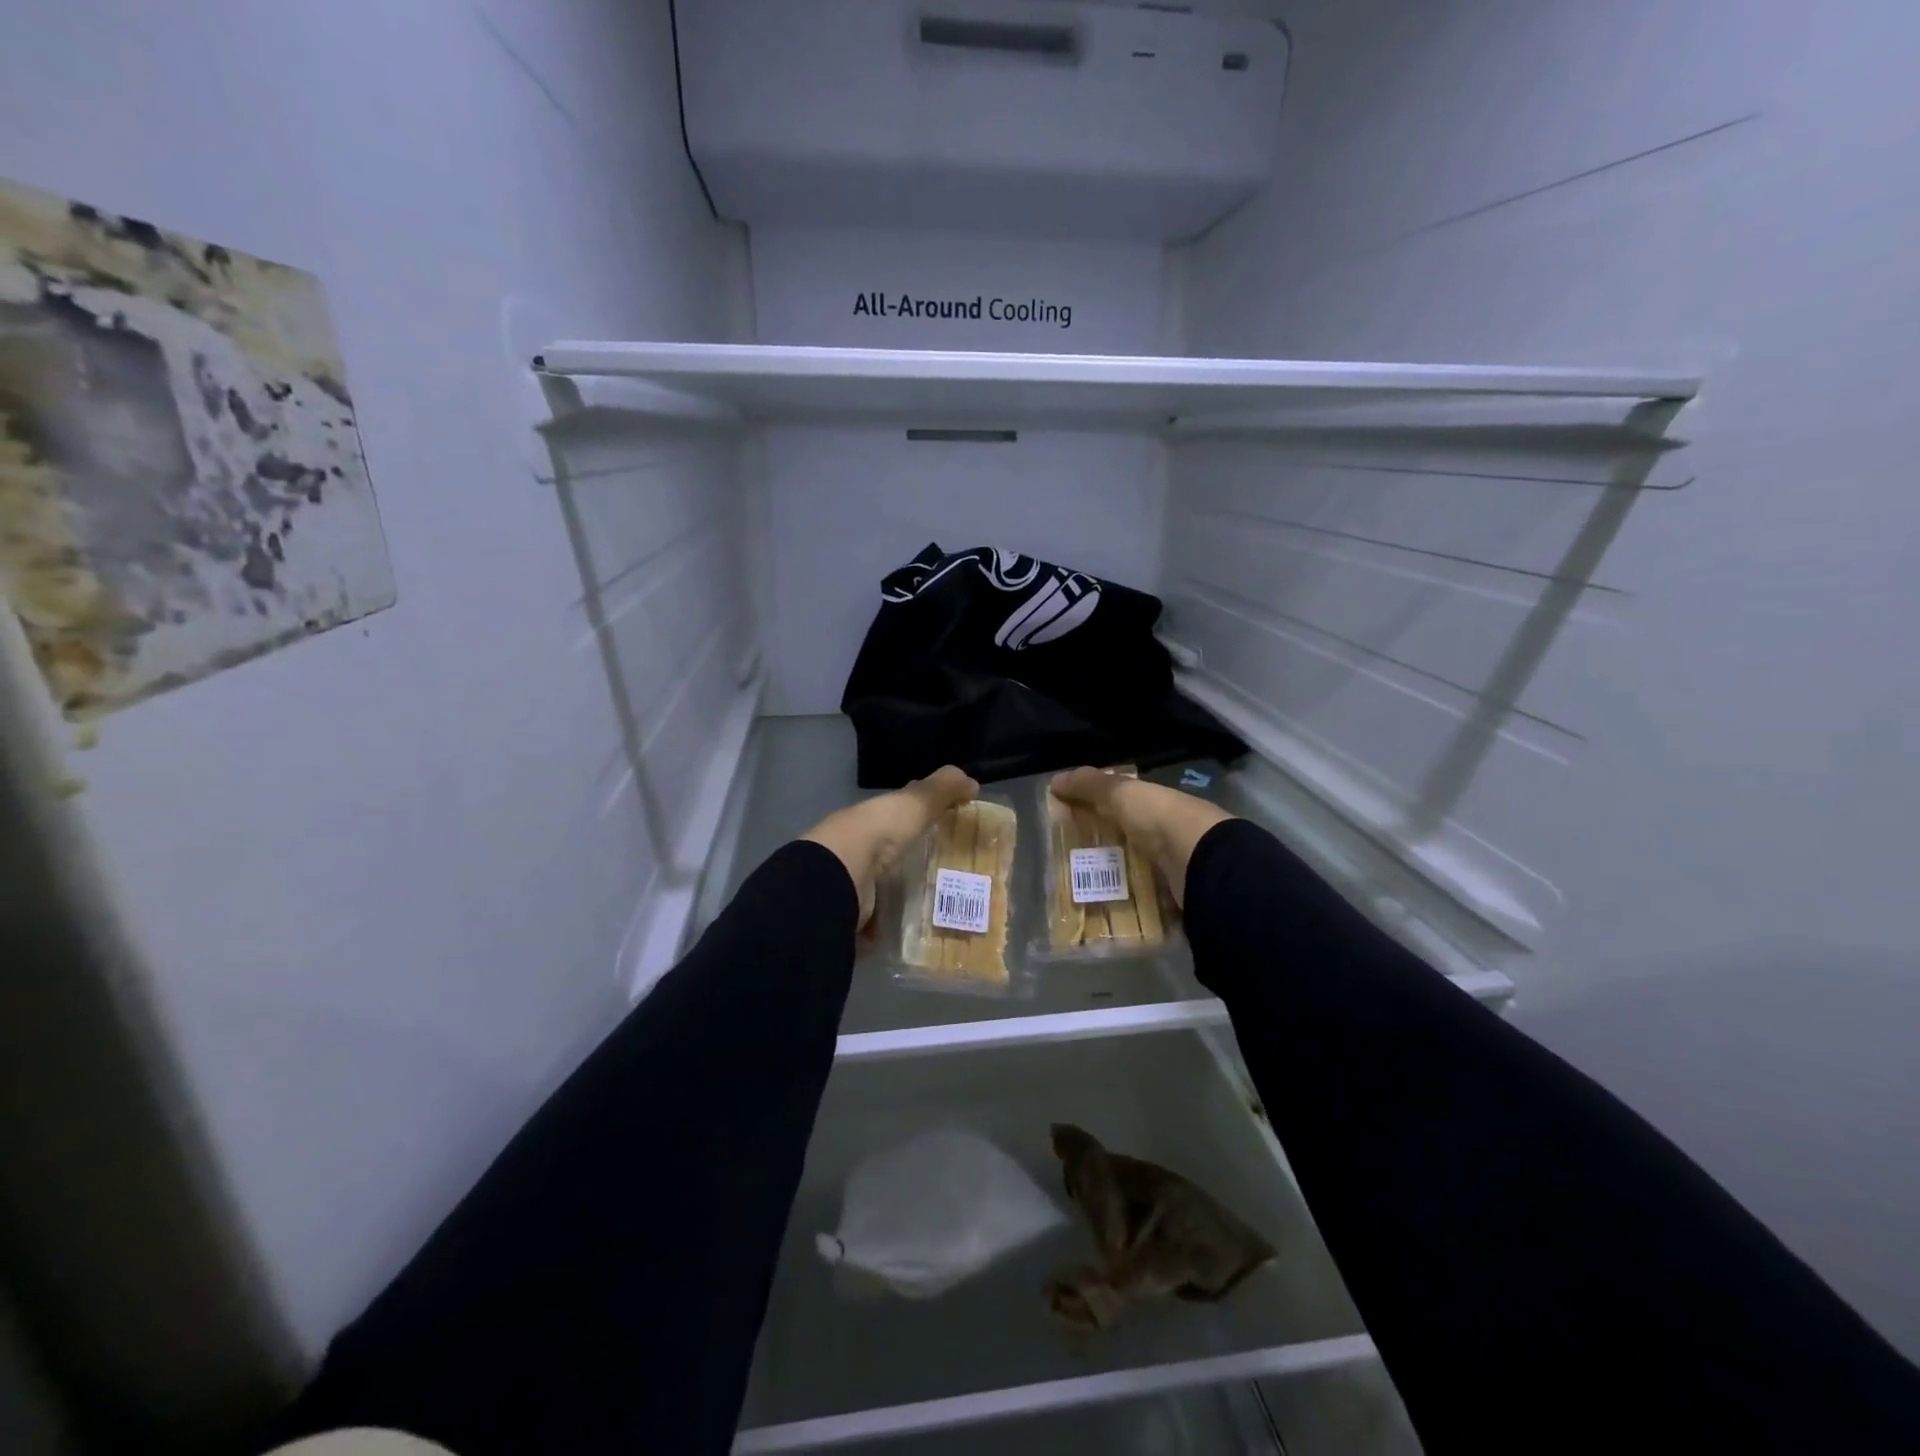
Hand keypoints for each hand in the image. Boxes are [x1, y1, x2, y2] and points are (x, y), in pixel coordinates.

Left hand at [802, 766, 979, 931]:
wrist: (840, 878)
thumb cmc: (878, 833)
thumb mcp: (915, 802)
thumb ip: (942, 789)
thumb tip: (971, 781)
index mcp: (871, 820)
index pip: (896, 815)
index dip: (919, 817)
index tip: (946, 827)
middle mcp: (858, 850)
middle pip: (890, 854)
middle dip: (913, 861)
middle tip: (952, 874)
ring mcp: (853, 885)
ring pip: (882, 888)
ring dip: (903, 895)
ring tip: (942, 906)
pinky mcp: (854, 917)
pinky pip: (878, 921)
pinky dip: (893, 925)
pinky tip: (917, 930)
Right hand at [1049, 768, 1233, 908]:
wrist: (1203, 863)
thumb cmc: (1160, 819)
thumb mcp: (1122, 793)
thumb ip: (1089, 785)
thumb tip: (1054, 780)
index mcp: (1160, 806)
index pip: (1127, 807)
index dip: (1102, 812)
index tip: (1072, 827)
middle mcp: (1170, 835)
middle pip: (1131, 843)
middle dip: (1105, 852)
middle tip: (1070, 866)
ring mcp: (1176, 870)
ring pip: (1139, 875)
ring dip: (1116, 884)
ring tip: (1080, 896)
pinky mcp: (1178, 901)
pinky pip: (1148, 906)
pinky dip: (1131, 911)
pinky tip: (1105, 917)